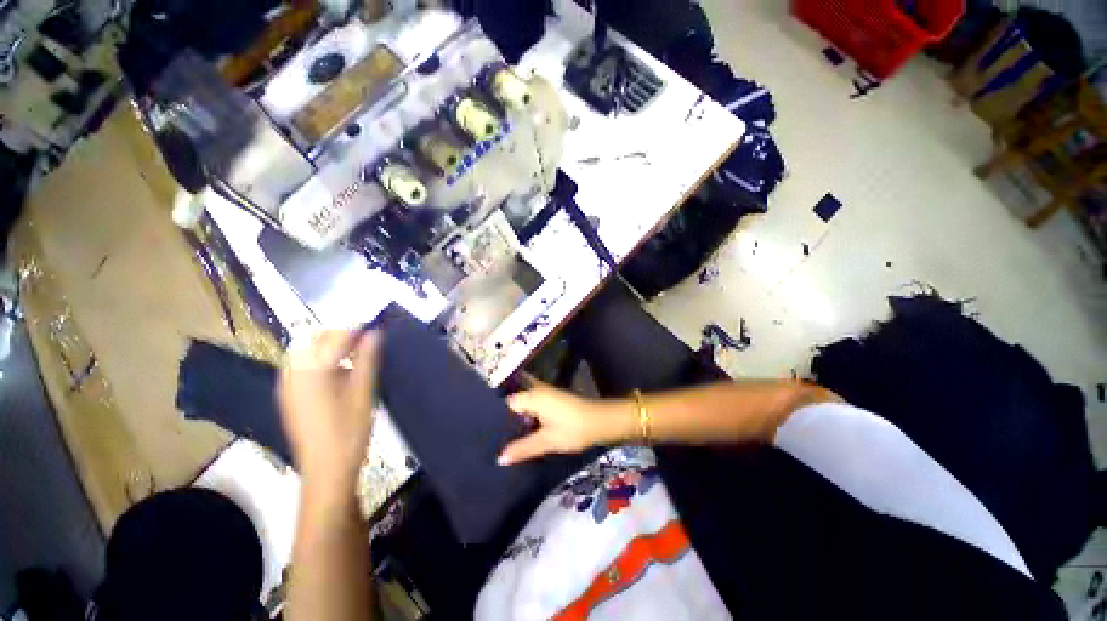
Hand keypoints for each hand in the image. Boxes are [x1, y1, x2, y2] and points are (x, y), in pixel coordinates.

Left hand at [278, 330, 379, 484]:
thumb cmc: (349, 431)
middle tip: (368, 338)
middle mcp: (293, 373)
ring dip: (330, 345)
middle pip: (314, 339)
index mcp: (311, 370)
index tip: (377, 324)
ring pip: (307, 351)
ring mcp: (287, 385)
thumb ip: (367, 359)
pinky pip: (302, 365)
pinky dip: (321, 359)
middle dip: (341, 333)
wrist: (326, 471)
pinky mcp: (289, 396)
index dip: (357, 327)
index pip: (334, 336)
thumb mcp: (364, 393)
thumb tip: (375, 333)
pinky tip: (339, 369)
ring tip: (357, 351)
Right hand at [498, 381, 631, 465]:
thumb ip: (523, 448)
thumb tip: (499, 459)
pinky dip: (527, 415)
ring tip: (503, 434)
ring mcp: (546, 393)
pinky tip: (523, 429)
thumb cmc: (573, 429)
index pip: (506, 402)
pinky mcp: (554, 399)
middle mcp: (537, 390)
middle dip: (506, 416)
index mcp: (532, 395)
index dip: (496, 416)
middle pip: (515, 400)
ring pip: (524, 402)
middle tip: (493, 434)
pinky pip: (533, 404)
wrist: (601, 421)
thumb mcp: (547, 441)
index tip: (486, 431)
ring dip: (517, 416)